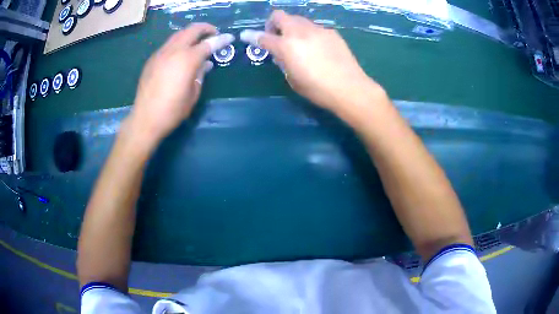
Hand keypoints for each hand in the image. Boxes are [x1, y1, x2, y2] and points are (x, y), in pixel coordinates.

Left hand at [128, 23, 233, 144]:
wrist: (145, 119)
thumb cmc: (172, 111)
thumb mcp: (193, 94)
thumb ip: (200, 74)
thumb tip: (205, 64)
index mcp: (187, 60)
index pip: (208, 43)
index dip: (221, 39)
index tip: (230, 37)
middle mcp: (173, 51)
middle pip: (192, 30)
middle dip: (205, 28)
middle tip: (214, 33)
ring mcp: (160, 54)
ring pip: (178, 34)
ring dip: (190, 34)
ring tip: (198, 41)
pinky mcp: (152, 60)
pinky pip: (168, 45)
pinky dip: (178, 43)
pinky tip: (180, 54)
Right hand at [240, 11, 381, 114]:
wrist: (349, 88)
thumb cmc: (318, 89)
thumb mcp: (293, 79)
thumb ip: (283, 62)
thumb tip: (281, 54)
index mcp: (287, 46)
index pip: (263, 37)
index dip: (251, 36)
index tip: (245, 35)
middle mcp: (300, 32)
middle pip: (280, 16)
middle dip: (273, 24)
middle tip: (277, 37)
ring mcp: (317, 30)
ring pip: (298, 19)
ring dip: (292, 27)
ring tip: (299, 43)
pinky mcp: (331, 32)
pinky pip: (314, 28)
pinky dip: (309, 33)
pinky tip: (317, 48)